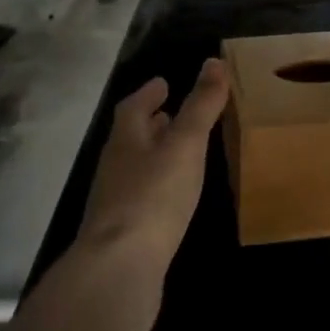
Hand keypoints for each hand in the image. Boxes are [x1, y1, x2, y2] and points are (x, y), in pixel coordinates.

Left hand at [76, 58, 229, 301]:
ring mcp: (115, 202)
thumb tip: (214, 62)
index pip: (132, 107)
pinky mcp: (123, 233)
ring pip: (134, 167)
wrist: (120, 268)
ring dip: (153, 154)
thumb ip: (201, 105)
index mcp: (126, 140)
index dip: (148, 93)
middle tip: (170, 113)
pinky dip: (156, 186)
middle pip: (130, 137)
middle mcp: (115, 167)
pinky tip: (172, 197)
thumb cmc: (154, 196)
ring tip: (176, 151)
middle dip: (150, 122)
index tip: (163, 83)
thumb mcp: (185, 144)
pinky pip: (140, 197)